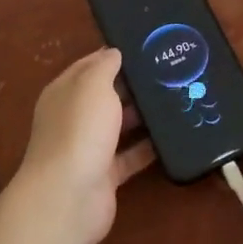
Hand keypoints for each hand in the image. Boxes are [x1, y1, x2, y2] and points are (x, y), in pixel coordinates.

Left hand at [14, 48, 155, 243]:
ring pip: (120, 125)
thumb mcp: (92, 85)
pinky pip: (131, 155)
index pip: (89, 66)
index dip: (113, 55)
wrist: (69, 196)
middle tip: (169, 70)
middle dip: (133, 84)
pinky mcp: (106, 175)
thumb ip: (105, 66)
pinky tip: (173, 134)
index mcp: (65, 93)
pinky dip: (149, 147)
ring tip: (177, 97)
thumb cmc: (79, 129)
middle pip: (106, 95)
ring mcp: (89, 148)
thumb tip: (114, 53)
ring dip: (143, 115)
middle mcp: (74, 118)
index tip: (146, 46)